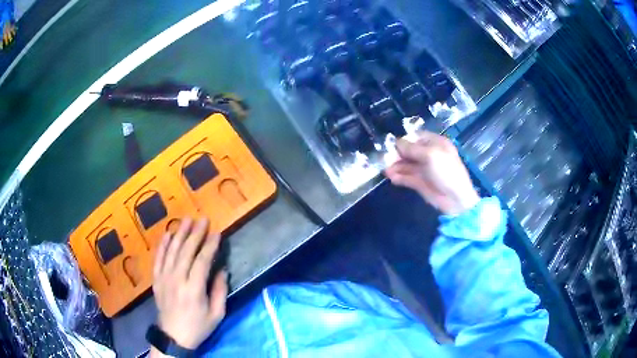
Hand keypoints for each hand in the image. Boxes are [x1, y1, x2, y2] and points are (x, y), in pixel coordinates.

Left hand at [152, 217, 227, 351]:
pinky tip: (168, 233)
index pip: (202, 261)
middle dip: (196, 233)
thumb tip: (222, 269)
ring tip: (186, 219)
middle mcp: (177, 279)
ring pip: (171, 250)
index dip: (210, 245)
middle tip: (203, 219)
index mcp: (194, 289)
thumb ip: (220, 291)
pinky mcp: (156, 279)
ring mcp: (164, 278)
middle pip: (186, 251)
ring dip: (179, 233)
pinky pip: (158, 257)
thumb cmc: (198, 327)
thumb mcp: (216, 314)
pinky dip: (163, 244)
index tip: (217, 233)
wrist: (173, 336)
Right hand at [385, 131, 479, 214]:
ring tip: (385, 170)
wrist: (456, 199)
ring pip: (406, 164)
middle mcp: (429, 154)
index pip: (416, 137)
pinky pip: (406, 177)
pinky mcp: (420, 183)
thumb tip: (396, 143)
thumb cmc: (446, 171)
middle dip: (397, 154)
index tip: (392, 144)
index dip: (404, 140)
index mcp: (435, 143)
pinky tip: (391, 178)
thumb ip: (412, 148)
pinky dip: (398, 177)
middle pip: (408, 151)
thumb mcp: (430, 155)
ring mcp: (424, 169)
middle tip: (385, 158)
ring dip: (395, 166)